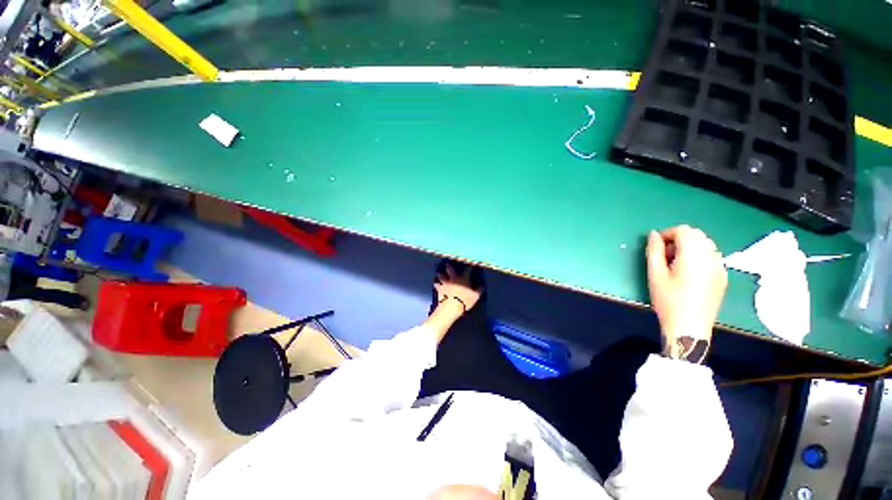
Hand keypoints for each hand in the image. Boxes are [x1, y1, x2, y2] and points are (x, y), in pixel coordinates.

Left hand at [435, 264, 482, 313]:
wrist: (451, 307)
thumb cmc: (465, 301)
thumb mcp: (476, 296)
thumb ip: (479, 290)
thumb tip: (482, 285)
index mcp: (463, 278)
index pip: (468, 270)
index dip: (470, 267)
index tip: (471, 264)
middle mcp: (453, 278)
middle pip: (450, 269)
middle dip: (450, 265)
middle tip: (448, 263)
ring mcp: (445, 283)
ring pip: (441, 275)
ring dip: (441, 274)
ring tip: (440, 273)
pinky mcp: (439, 289)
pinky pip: (436, 285)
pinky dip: (436, 284)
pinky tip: (436, 284)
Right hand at [646, 225, 727, 362]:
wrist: (689, 327)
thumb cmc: (668, 300)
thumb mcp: (655, 274)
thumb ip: (654, 250)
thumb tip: (653, 234)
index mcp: (693, 255)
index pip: (684, 230)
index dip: (667, 234)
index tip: (656, 248)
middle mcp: (711, 257)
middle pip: (696, 235)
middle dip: (678, 240)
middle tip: (665, 256)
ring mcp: (720, 267)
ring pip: (705, 244)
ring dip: (689, 247)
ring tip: (676, 265)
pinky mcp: (722, 276)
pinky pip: (712, 256)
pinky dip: (699, 256)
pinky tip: (689, 273)